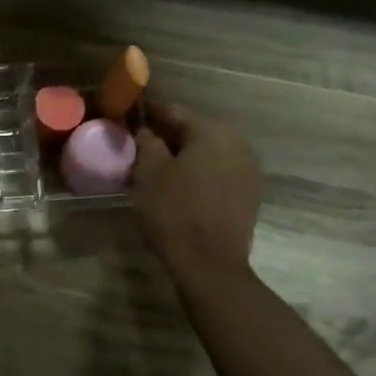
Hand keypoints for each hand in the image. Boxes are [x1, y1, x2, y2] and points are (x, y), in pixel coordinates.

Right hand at [132, 101, 261, 286]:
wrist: (210, 263)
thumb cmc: (174, 212)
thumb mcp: (149, 172)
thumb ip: (146, 141)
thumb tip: (146, 129)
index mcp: (212, 131)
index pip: (173, 111)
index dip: (147, 113)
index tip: (127, 117)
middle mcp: (237, 142)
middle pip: (193, 130)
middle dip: (166, 135)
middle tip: (138, 145)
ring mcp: (248, 168)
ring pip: (207, 151)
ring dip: (183, 155)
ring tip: (156, 167)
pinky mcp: (249, 193)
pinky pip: (217, 171)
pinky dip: (198, 172)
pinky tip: (179, 185)